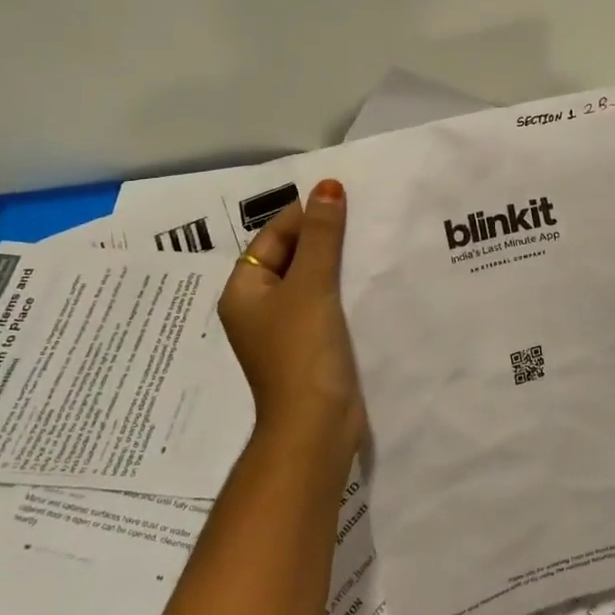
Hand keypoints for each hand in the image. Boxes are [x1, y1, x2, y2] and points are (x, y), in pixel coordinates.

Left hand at [218, 180, 366, 463]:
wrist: (316, 428)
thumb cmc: (303, 351)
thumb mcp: (311, 285)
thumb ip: (321, 236)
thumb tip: (328, 186)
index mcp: (244, 290)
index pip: (273, 236)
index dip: (305, 216)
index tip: (342, 199)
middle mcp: (258, 307)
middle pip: (291, 256)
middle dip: (323, 238)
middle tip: (361, 216)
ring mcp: (284, 330)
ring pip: (310, 281)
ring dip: (336, 263)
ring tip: (370, 241)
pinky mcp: (309, 346)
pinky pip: (324, 305)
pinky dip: (342, 290)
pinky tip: (369, 279)